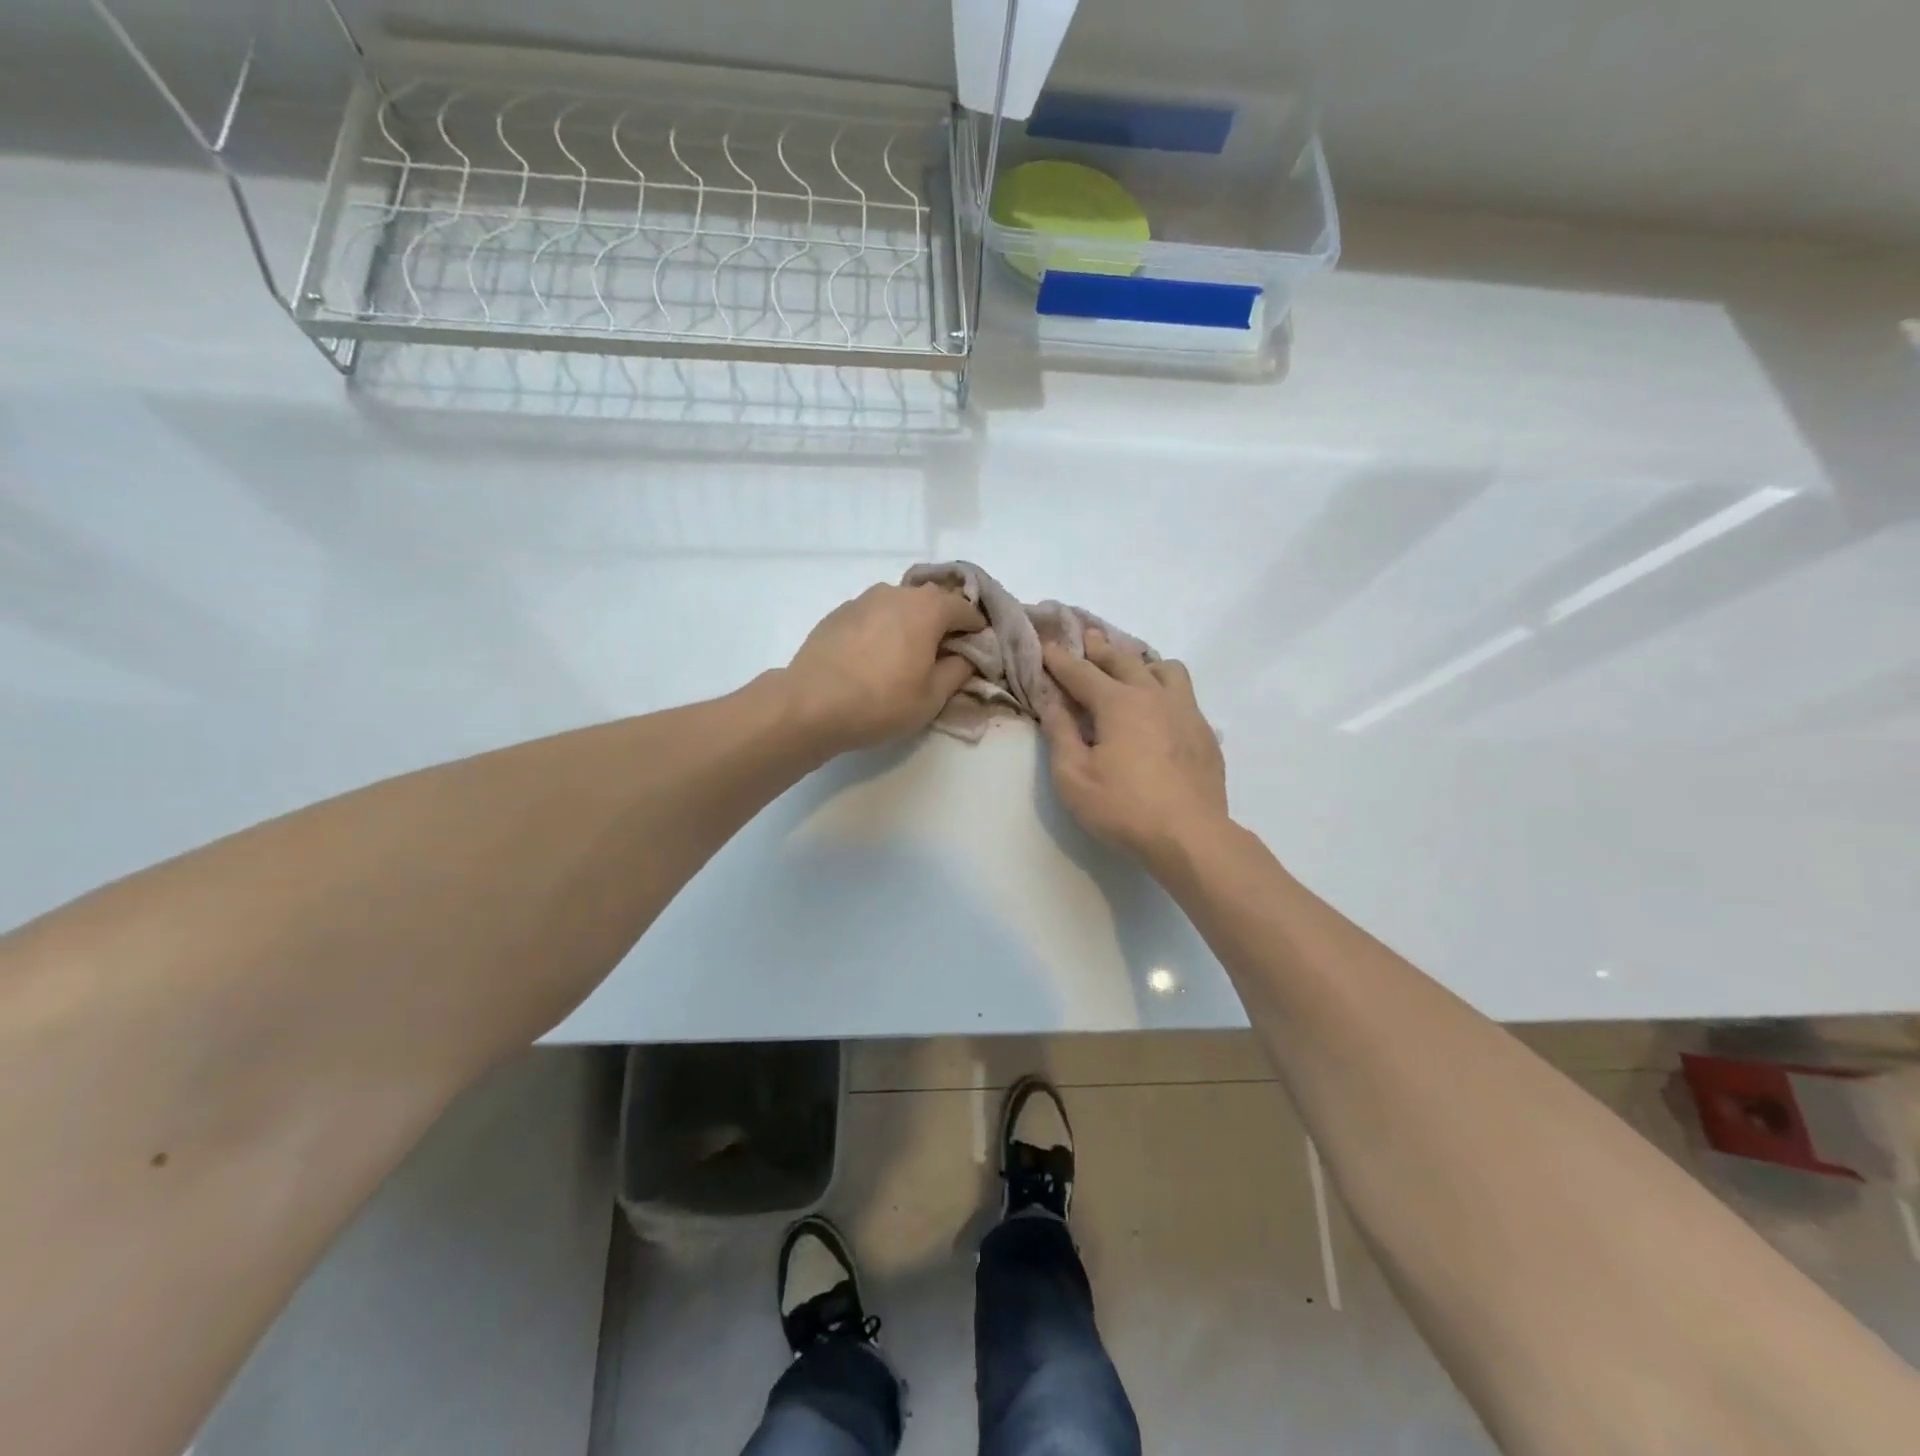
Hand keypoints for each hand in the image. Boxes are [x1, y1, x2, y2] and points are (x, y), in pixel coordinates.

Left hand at [784, 583, 985, 754]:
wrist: (810, 704)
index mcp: (927, 608)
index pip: (965, 608)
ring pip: (900, 605)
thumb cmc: (881, 702)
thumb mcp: (932, 697)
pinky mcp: (838, 613)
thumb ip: (958, 671)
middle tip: (944, 653)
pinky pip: (874, 616)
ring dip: (911, 624)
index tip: (978, 650)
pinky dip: (884, 629)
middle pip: (931, 601)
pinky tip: (875, 658)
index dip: (977, 628)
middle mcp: (896, 593)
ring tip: (907, 656)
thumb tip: (966, 656)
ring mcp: (863, 600)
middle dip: (944, 622)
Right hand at [1039, 631, 1228, 865]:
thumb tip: (1050, 700)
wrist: (1190, 836)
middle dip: (1100, 649)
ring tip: (1132, 672)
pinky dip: (1166, 691)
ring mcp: (1186, 712)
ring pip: (1166, 670)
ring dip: (1143, 664)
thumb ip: (1060, 732)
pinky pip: (1185, 695)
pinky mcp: (1205, 733)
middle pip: (1124, 661)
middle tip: (1087, 637)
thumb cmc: (1123, 807)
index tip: (1047, 644)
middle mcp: (1154, 696)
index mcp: (1119, 703)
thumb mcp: (1073, 776)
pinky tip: (1161, 711)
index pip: (1082, 672)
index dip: (1060, 659)